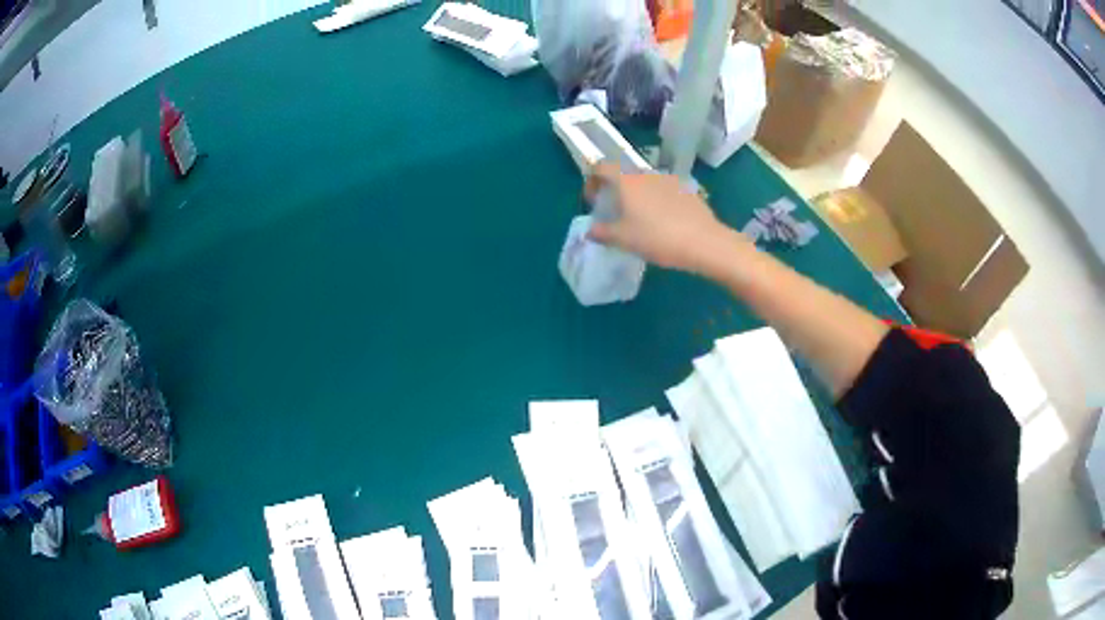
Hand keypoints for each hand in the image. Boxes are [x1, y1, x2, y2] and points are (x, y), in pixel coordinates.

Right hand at [584, 162, 747, 274]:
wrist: (704, 242)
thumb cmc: (657, 238)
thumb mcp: (624, 240)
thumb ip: (602, 233)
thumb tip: (590, 230)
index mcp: (627, 181)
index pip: (601, 167)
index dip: (592, 181)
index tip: (593, 200)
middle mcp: (646, 173)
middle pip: (624, 174)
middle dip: (615, 190)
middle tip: (615, 213)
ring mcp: (669, 180)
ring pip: (645, 182)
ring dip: (637, 196)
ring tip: (640, 220)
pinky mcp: (687, 190)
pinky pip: (663, 191)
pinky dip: (656, 201)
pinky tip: (663, 223)